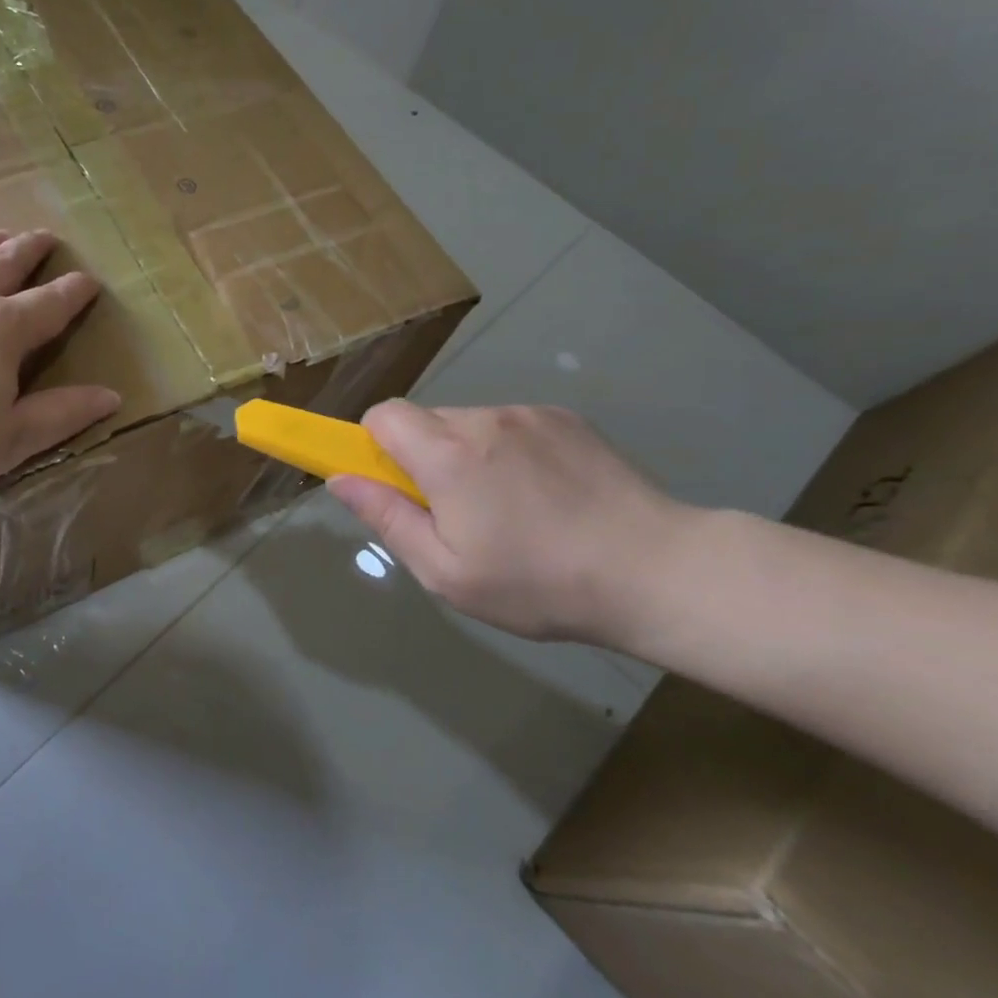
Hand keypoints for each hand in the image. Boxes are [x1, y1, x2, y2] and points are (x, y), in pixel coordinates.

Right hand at [327, 401, 696, 645]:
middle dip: (422, 457)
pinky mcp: (567, 418)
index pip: (383, 415)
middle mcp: (484, 419)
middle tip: (454, 514)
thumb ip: (387, 518)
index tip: (393, 485)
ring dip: (466, 455)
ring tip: (508, 510)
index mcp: (448, 454)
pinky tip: (544, 496)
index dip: (374, 445)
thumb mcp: (446, 573)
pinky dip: (507, 452)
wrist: (657, 571)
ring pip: (469, 424)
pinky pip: (511, 426)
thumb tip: (340, 479)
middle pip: (425, 420)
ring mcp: (530, 414)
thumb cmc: (539, 583)